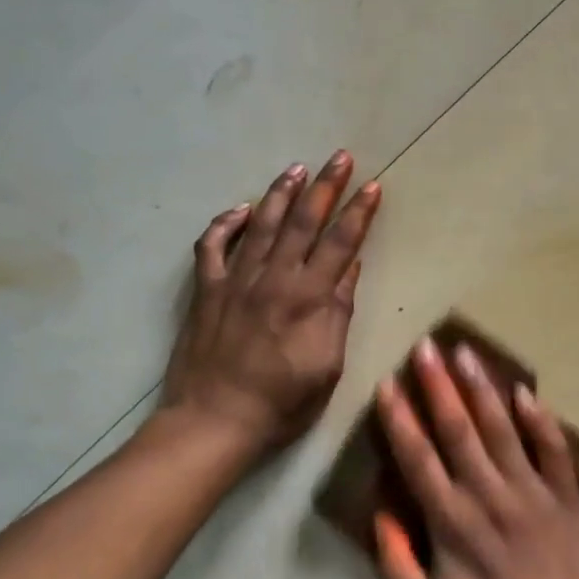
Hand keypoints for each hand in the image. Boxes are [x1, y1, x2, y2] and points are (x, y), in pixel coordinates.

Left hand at [162, 152, 381, 453]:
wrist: (214, 421)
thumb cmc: (281, 403)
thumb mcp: (327, 366)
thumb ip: (338, 313)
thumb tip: (349, 269)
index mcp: (308, 298)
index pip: (340, 243)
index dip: (359, 213)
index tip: (372, 186)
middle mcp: (274, 278)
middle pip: (304, 222)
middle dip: (325, 187)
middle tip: (340, 157)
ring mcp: (236, 280)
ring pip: (262, 224)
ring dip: (281, 193)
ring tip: (296, 168)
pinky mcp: (206, 290)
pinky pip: (212, 246)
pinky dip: (225, 224)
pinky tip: (241, 209)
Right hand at [373, 337, 578, 578]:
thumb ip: (398, 567)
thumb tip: (380, 513)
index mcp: (453, 523)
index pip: (418, 458)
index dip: (399, 418)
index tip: (386, 383)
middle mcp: (490, 494)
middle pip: (457, 429)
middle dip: (437, 385)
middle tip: (424, 345)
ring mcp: (533, 492)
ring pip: (501, 427)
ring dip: (481, 388)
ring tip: (465, 353)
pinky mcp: (568, 499)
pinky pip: (552, 449)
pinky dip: (539, 419)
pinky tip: (525, 392)